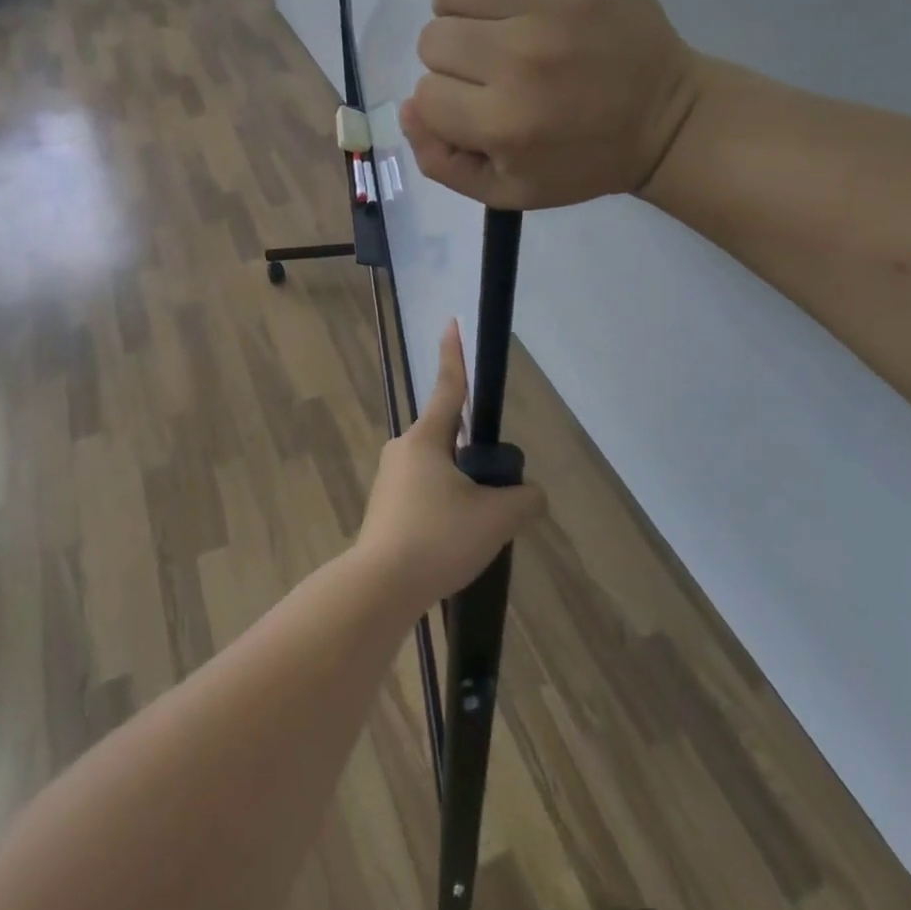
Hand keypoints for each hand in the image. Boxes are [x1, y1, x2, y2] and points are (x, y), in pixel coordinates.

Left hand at [355, 322, 546, 610]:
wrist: (380, 586)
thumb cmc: (437, 538)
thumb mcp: (495, 519)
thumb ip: (523, 500)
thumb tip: (531, 496)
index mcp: (427, 438)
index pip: (449, 387)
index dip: (455, 354)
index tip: (452, 323)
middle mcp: (403, 449)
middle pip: (450, 439)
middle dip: (475, 459)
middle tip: (495, 498)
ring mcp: (390, 479)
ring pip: (439, 472)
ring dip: (461, 491)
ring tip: (475, 533)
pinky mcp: (385, 508)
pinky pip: (425, 496)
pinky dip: (445, 511)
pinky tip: (454, 545)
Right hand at [402, 0, 705, 209]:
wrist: (666, 120)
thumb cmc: (584, 161)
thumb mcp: (508, 192)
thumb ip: (442, 163)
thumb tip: (407, 108)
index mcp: (504, 122)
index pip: (425, 94)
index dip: (444, 104)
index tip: (477, 108)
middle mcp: (521, 59)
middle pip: (433, 39)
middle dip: (453, 61)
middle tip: (493, 69)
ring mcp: (553, 3)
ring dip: (463, 8)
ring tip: (496, 22)